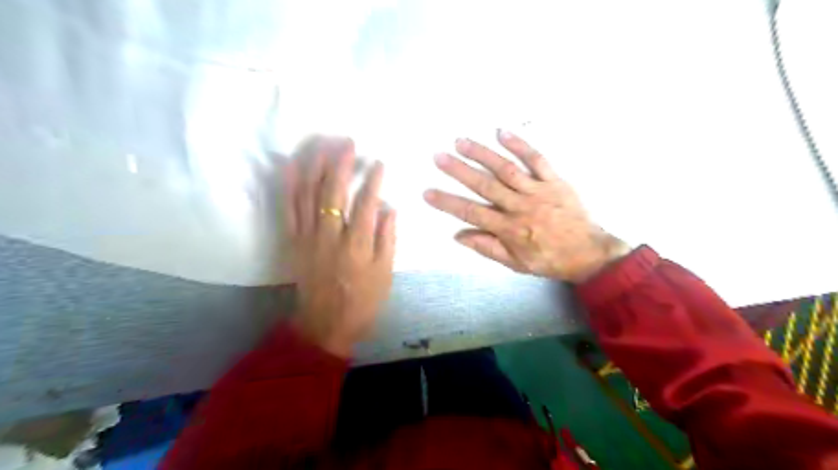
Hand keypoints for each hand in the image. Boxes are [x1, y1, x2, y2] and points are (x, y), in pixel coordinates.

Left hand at [281, 135, 397, 354]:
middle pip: (333, 192)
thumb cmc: (362, 301)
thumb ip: (387, 240)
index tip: (378, 162)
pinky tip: (292, 164)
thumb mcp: (385, 275)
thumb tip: (389, 208)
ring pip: (308, 195)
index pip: (366, 204)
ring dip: (315, 166)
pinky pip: (288, 208)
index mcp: (357, 246)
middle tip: (348, 142)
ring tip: (323, 144)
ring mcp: (307, 237)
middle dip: (341, 163)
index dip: (373, 181)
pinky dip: (289, 185)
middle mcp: (330, 237)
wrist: (325, 324)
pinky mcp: (292, 241)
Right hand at [426, 128, 628, 283]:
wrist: (588, 253)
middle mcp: (519, 206)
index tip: (428, 192)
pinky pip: (536, 159)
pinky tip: (502, 132)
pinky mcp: (554, 180)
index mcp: (509, 229)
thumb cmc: (548, 259)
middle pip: (484, 185)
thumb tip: (458, 235)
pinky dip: (520, 145)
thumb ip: (487, 248)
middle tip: (439, 156)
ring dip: (482, 154)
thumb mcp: (515, 263)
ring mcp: (537, 190)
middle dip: (459, 171)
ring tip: (461, 141)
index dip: (448, 203)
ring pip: (506, 169)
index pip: (471, 213)